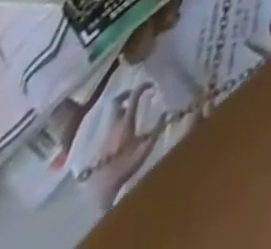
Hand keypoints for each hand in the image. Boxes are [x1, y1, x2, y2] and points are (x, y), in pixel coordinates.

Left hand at [84, 80, 162, 204]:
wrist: (102, 186)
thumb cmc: (126, 166)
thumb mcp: (145, 148)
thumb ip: (156, 130)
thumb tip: (168, 112)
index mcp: (126, 123)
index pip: (133, 97)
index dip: (142, 87)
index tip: (152, 84)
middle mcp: (115, 124)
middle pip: (117, 102)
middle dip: (127, 94)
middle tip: (137, 93)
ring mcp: (106, 133)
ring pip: (112, 113)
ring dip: (121, 107)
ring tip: (133, 108)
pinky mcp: (103, 142)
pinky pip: (110, 124)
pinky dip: (117, 120)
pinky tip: (125, 127)